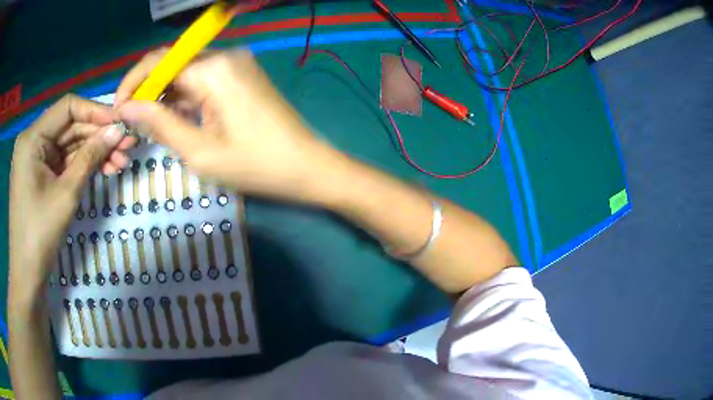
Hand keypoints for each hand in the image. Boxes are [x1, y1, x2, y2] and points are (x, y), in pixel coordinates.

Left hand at [8, 94, 122, 297]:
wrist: (27, 274)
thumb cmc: (39, 234)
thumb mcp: (66, 193)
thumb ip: (90, 156)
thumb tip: (118, 130)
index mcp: (32, 137)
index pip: (68, 107)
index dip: (95, 111)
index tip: (120, 123)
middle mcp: (33, 140)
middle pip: (70, 126)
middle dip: (98, 135)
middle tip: (127, 145)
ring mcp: (37, 158)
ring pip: (70, 144)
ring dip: (94, 151)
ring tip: (121, 161)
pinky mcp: (41, 174)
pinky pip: (65, 161)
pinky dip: (83, 164)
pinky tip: (104, 169)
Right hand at [116, 50, 337, 200]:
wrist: (307, 166)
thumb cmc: (255, 165)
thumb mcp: (199, 150)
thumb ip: (158, 124)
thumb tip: (126, 108)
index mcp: (213, 68)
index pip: (158, 62)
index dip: (132, 83)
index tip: (117, 110)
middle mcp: (225, 56)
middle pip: (172, 63)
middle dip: (147, 90)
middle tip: (130, 122)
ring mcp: (236, 64)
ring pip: (186, 72)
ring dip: (164, 95)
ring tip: (148, 125)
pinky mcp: (242, 76)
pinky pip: (203, 79)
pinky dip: (184, 96)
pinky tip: (174, 118)